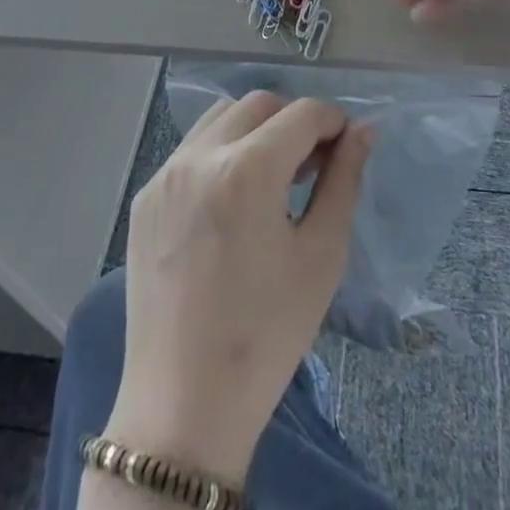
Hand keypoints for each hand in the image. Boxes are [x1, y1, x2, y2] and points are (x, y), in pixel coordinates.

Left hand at [107, 92, 372, 485]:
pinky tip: (232, 201)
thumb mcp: (321, 256)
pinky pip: (192, 150)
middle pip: (259, 104)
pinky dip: (221, 153)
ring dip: (255, 129)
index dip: (333, 122)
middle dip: (294, 120)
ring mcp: (166, 174)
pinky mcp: (146, 197)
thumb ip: (344, 180)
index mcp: (247, 170)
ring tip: (272, 177)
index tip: (346, 148)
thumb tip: (363, 130)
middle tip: (312, 164)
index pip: (303, 113)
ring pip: (221, 117)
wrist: (183, 406)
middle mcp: (200, 157)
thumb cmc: (266, 335)